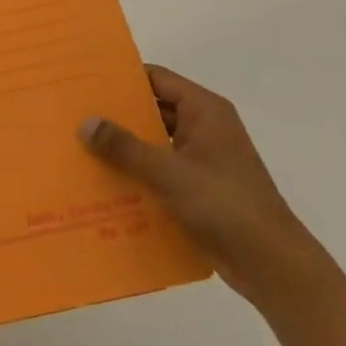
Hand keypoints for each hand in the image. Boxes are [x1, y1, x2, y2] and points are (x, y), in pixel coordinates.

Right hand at [78, 65, 326, 309]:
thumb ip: (126, 147)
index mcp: (204, 111)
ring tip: (79, 148)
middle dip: (115, 116)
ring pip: (153, 144)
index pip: (156, 79)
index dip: (122, 78)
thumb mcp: (170, 173)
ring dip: (123, 148)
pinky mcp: (198, 190)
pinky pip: (159, 172)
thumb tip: (85, 123)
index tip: (84, 81)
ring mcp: (201, 160)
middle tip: (72, 115)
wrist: (273, 266)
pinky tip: (102, 183)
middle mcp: (203, 128)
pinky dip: (135, 175)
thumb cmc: (226, 205)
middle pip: (152, 111)